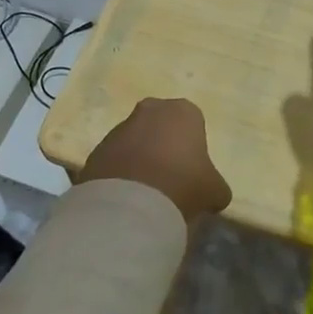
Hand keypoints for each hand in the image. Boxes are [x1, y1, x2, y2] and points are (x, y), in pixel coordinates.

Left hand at [79, 98, 231, 224]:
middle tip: (171, 178)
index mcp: (183, 111)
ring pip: (135, 142)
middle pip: (161, 126)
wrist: (131, 203)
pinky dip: (120, 175)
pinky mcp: (96, 150)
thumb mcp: (214, 190)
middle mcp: (150, 110)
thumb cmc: (183, 184)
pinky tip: (127, 199)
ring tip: (146, 194)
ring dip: (140, 160)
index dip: (194, 147)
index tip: (193, 170)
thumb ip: (216, 187)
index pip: (193, 122)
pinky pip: (114, 160)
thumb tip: (214, 195)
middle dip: (164, 146)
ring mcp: (119, 128)